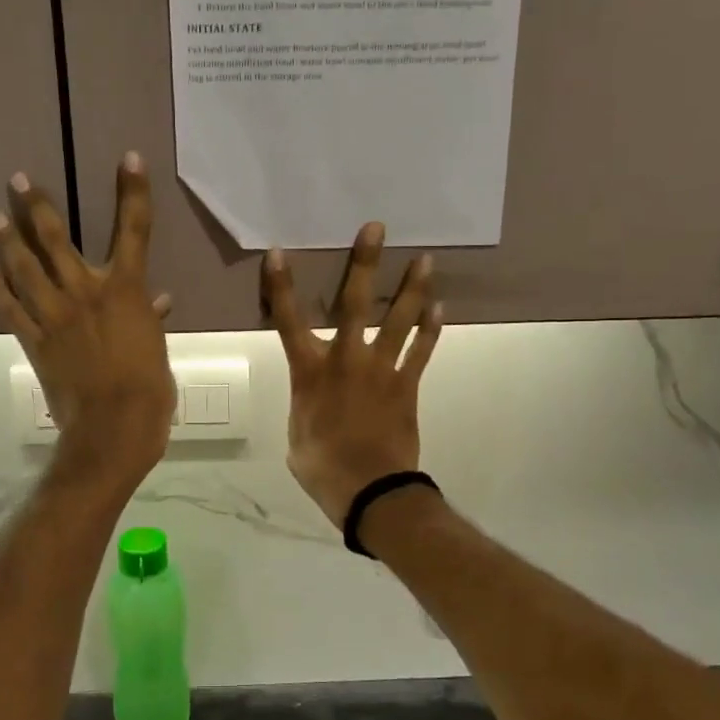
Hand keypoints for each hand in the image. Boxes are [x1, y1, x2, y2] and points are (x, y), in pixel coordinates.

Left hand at [0, 153, 175, 486]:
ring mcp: (55, 315)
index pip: (134, 230)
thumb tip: (157, 302)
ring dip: (10, 241)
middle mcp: (86, 291)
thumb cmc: (149, 386)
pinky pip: (12, 310)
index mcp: (126, 290)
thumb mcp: (157, 347)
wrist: (115, 424)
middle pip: (57, 239)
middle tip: (18, 180)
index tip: (129, 158)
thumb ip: (150, 318)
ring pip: (26, 269)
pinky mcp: (35, 340)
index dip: (133, 192)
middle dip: (38, 207)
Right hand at [262, 223, 442, 528]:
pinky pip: (421, 351)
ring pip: (398, 320)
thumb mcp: (297, 435)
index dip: (282, 286)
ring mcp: (381, 369)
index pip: (288, 320)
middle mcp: (345, 359)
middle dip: (364, 263)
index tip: (279, 253)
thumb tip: (314, 399)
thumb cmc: (322, 466)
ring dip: (412, 288)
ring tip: (425, 259)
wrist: (370, 490)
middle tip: (376, 228)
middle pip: (353, 303)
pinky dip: (431, 329)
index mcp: (310, 371)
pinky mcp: (407, 385)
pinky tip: (440, 307)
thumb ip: (305, 406)